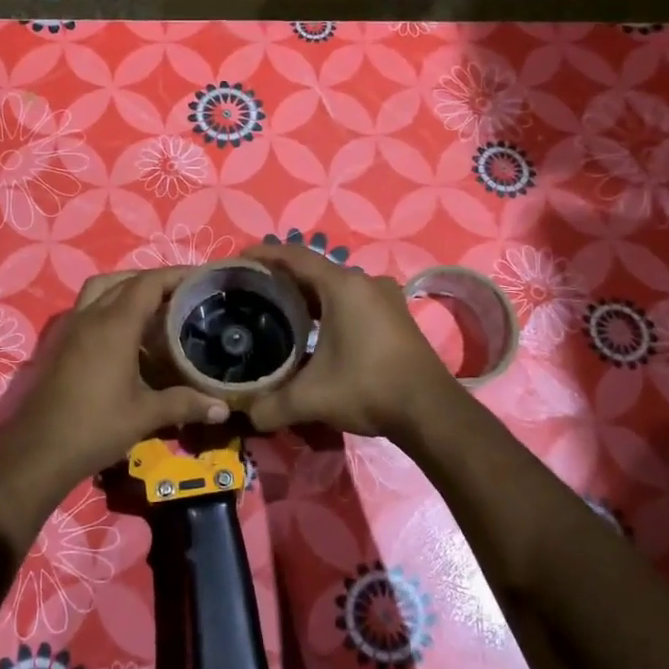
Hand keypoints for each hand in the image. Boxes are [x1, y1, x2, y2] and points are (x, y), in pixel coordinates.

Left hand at [0, 269, 231, 537]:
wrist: (38, 452)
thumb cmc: (94, 428)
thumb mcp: (144, 416)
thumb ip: (184, 404)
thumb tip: (222, 408)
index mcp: (114, 325)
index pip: (148, 283)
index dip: (176, 275)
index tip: (202, 279)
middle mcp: (90, 316)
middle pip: (124, 280)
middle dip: (154, 280)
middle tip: (183, 295)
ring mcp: (71, 328)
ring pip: (100, 289)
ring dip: (127, 288)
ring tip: (154, 307)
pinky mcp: (60, 343)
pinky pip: (88, 307)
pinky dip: (109, 305)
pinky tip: (126, 334)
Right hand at [242, 242, 463, 438]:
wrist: (430, 410)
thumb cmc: (368, 387)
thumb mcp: (312, 398)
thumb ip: (272, 404)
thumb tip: (246, 413)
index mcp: (342, 286)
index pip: (294, 256)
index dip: (264, 254)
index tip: (238, 260)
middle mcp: (364, 282)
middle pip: (314, 269)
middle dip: (282, 277)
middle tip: (252, 291)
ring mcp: (384, 297)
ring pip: (335, 286)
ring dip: (307, 294)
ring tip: (277, 309)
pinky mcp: (395, 315)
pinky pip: (352, 299)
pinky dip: (328, 307)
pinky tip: (314, 329)